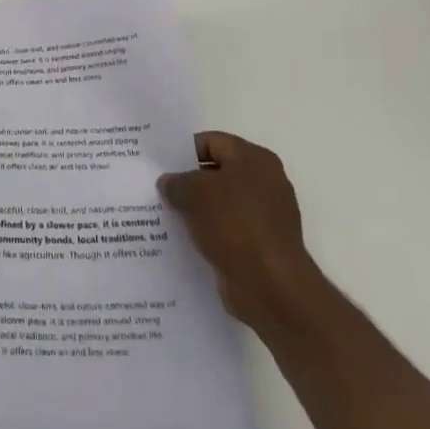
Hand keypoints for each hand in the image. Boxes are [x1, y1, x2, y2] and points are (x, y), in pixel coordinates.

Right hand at [158, 131, 319, 330]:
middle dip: (188, 182)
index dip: (183, 151)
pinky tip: (185, 240)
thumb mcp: (194, 193)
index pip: (211, 142)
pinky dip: (209, 233)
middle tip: (158, 190)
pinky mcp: (263, 245)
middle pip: (217, 173)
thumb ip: (176, 182)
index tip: (159, 165)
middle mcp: (266, 182)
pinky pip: (228, 230)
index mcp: (254, 159)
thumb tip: (169, 183)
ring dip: (197, 210)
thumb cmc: (234, 225)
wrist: (271, 286)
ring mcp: (267, 216)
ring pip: (222, 204)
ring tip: (165, 216)